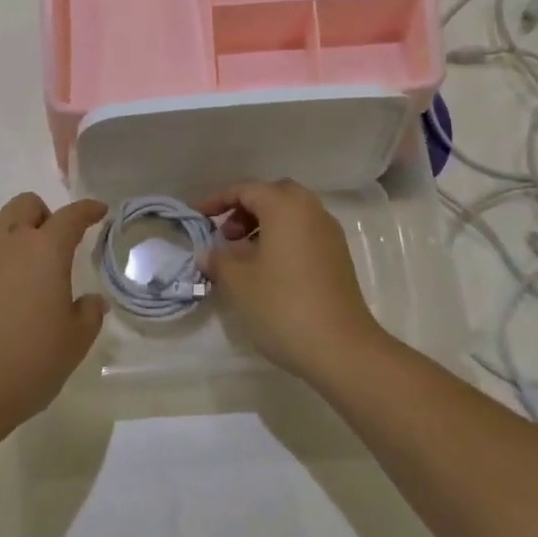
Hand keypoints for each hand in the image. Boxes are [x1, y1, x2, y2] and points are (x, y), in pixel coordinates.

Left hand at [0, 193, 107, 435]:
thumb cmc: (27, 362)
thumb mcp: (73, 343)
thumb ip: (88, 315)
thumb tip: (91, 301)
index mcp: (45, 250)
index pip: (71, 216)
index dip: (87, 210)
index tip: (98, 211)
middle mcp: (7, 243)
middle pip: (26, 206)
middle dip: (44, 215)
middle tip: (56, 245)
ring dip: (15, 241)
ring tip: (24, 280)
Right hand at [198, 179, 388, 385]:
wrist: (341, 348)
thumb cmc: (283, 305)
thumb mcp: (238, 281)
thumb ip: (218, 258)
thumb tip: (209, 252)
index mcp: (285, 205)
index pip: (245, 189)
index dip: (216, 200)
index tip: (196, 215)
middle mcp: (311, 210)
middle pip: (271, 196)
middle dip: (243, 210)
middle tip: (225, 235)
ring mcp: (329, 233)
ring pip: (289, 215)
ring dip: (262, 226)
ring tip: (241, 257)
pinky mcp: (338, 257)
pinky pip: (302, 234)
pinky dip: (281, 240)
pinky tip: (267, 271)